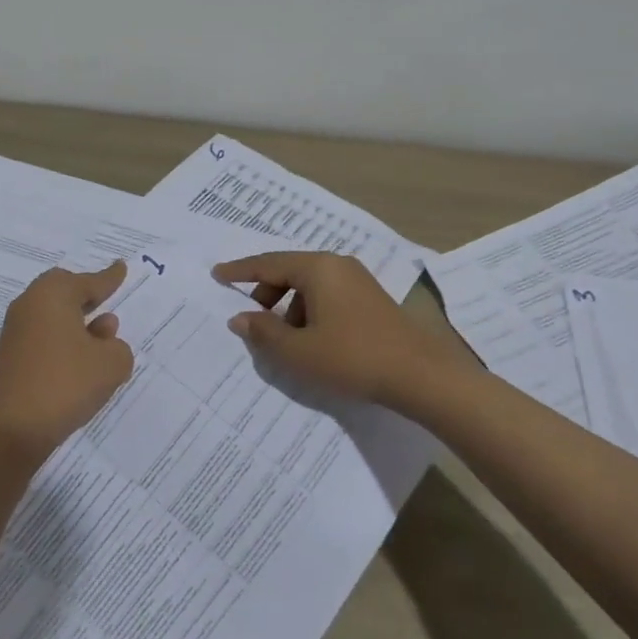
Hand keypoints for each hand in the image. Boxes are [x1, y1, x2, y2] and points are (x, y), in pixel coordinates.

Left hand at [0, 261, 133, 459]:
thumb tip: (103, 338)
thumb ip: (117, 346)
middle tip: (105, 299)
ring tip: (100, 340)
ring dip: (75, 323)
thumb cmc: (67, 383)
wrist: (14, 428)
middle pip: (63, 291)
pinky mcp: (8, 357)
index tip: (121, 267)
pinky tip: (77, 362)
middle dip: (86, 296)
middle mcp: (29, 305)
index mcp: (53, 294)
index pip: (88, 281)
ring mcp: (14, 332)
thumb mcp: (112, 363)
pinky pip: (42, 337)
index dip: (109, 278)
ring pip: (51, 316)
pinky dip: (60, 342)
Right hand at [214, 251, 470, 409]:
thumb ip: (264, 332)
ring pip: (309, 285)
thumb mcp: (298, 351)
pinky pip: (327, 295)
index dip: (240, 271)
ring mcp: (357, 280)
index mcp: (317, 268)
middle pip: (289, 271)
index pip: (268, 263)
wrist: (420, 375)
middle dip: (266, 293)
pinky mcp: (370, 299)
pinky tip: (312, 341)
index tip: (217, 274)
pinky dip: (309, 311)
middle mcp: (337, 265)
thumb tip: (240, 318)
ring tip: (285, 341)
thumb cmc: (352, 358)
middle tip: (252, 320)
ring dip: (289, 307)